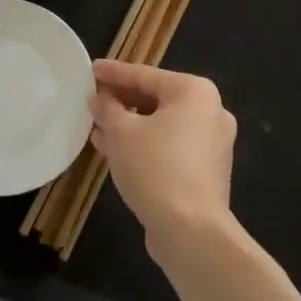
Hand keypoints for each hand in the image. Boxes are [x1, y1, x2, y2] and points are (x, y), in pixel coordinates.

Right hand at [88, 61, 236, 250]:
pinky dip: (143, 144)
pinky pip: (168, 147)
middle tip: (92, 98)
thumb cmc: (156, 167)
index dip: (113, 73)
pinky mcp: (205, 171)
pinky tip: (112, 149)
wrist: (191, 231)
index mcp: (194, 92)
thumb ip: (107, 108)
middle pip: (156, 99)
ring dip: (129, 124)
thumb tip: (98, 98)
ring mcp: (211, 144)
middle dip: (121, 100)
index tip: (89, 70)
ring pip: (161, 125)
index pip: (145, 75)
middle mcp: (210, 112)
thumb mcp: (121, 132)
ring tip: (96, 124)